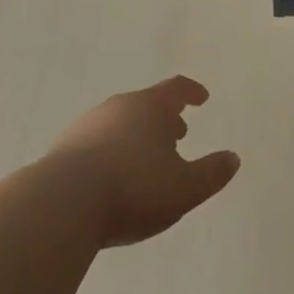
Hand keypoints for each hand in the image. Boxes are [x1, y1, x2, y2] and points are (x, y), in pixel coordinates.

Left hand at [44, 76, 240, 248]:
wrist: (60, 205)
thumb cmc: (133, 188)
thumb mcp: (184, 188)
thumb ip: (211, 173)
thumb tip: (232, 158)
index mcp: (150, 107)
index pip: (176, 88)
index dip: (191, 92)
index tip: (201, 98)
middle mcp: (118, 107)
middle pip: (146, 105)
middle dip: (164, 119)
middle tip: (177, 134)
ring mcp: (87, 126)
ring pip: (119, 123)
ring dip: (136, 136)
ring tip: (145, 160)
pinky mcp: (62, 150)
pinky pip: (96, 144)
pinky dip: (111, 153)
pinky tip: (111, 178)